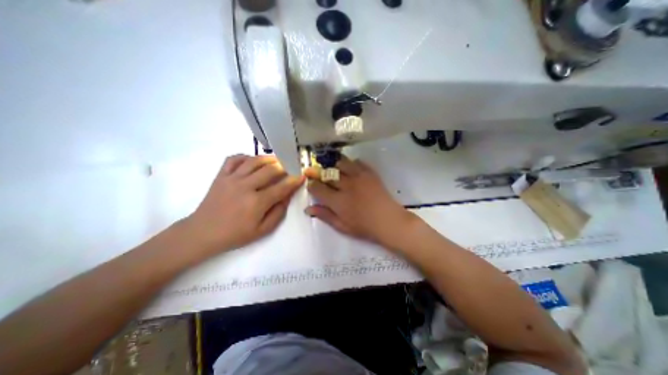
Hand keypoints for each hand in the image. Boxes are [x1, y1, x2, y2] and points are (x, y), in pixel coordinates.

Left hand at [185, 154, 304, 254]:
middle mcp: (245, 186)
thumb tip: (287, 196)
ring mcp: (231, 179)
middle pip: (270, 170)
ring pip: (254, 161)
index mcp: (257, 202)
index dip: (294, 181)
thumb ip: (278, 213)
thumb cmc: (235, 234)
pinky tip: (252, 161)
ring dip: (268, 158)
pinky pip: (234, 159)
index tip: (302, 176)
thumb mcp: (262, 230)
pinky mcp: (221, 176)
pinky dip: (246, 156)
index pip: (282, 187)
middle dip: (284, 167)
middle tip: (290, 168)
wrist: (202, 233)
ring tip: (276, 160)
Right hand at [304, 156, 415, 245]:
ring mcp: (359, 177)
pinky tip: (351, 171)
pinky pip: (357, 162)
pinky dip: (351, 164)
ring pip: (341, 163)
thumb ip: (324, 215)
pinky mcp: (370, 173)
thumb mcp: (342, 226)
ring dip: (335, 166)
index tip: (311, 184)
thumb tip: (308, 209)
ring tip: (335, 172)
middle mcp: (346, 185)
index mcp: (338, 201)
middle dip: (319, 173)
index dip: (311, 185)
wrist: (388, 220)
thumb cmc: (364, 227)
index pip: (317, 187)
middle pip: (327, 173)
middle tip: (318, 175)